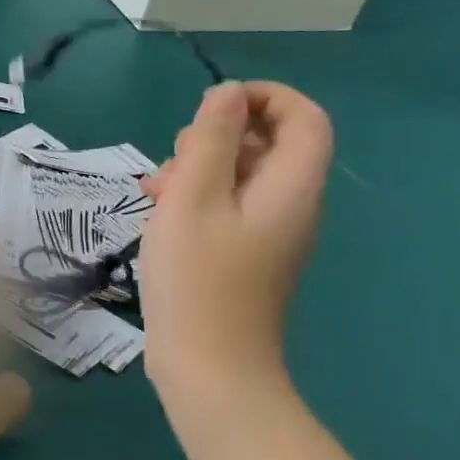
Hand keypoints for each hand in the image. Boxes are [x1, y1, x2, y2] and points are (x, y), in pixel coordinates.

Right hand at [138, 82, 332, 391]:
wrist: (209, 366)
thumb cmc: (198, 277)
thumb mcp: (194, 197)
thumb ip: (212, 139)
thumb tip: (228, 93)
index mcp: (291, 187)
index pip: (304, 117)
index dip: (264, 97)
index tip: (211, 106)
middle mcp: (291, 204)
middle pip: (269, 143)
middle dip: (218, 136)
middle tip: (175, 160)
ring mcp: (269, 231)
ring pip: (241, 174)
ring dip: (198, 167)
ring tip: (155, 189)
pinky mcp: (247, 253)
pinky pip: (229, 205)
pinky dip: (196, 196)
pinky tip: (157, 210)